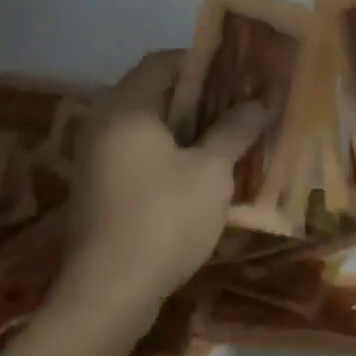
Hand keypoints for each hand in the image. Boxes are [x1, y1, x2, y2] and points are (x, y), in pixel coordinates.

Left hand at [54, 50, 269, 332]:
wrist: (108, 293)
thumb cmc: (163, 219)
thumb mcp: (210, 172)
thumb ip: (234, 131)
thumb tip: (258, 103)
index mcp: (127, 107)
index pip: (163, 62)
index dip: (202, 63)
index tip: (237, 75)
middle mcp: (104, 122)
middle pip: (154, 92)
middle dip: (199, 97)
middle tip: (238, 106)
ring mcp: (96, 157)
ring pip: (147, 126)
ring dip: (185, 128)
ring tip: (226, 138)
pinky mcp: (99, 186)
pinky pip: (137, 153)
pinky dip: (167, 152)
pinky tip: (199, 173)